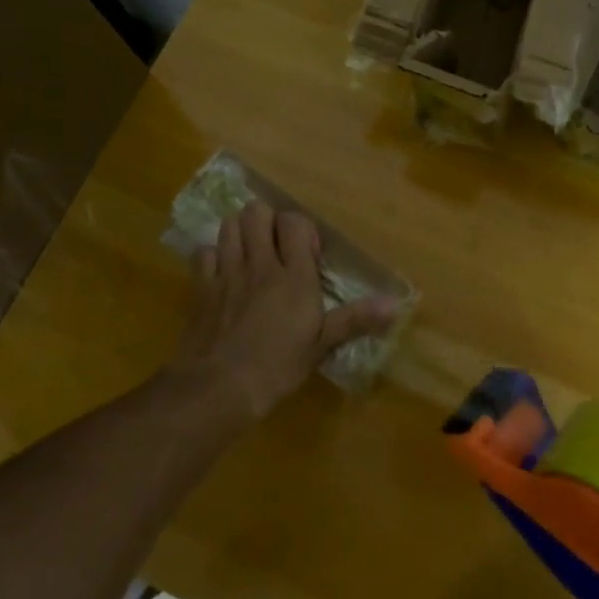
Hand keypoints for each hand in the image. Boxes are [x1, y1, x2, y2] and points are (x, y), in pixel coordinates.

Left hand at [174, 202, 396, 418]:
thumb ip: (356, 319)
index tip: (307, 253)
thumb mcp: (321, 345)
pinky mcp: (202, 287)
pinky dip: (213, 256)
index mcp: (294, 275)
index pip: (295, 222)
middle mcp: (260, 264)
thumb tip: (396, 305)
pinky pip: (204, 252)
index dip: (300, 229)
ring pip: (230, 225)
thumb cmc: (277, 366)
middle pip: (257, 212)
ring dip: (241, 232)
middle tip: (275, 247)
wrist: (218, 387)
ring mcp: (227, 272)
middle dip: (267, 221)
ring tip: (250, 253)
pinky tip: (222, 274)